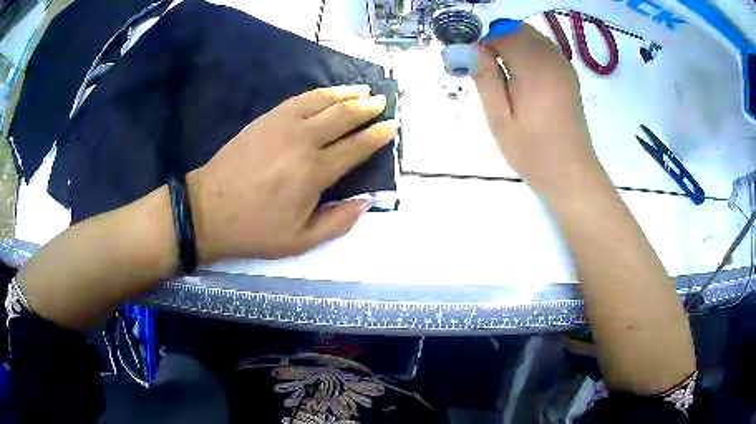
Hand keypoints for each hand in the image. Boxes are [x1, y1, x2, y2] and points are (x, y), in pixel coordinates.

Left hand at [187, 85, 398, 261]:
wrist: (208, 211)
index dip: (377, 135)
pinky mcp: (265, 119)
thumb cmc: (254, 229)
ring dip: (346, 93)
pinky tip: (328, 93)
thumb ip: (338, 222)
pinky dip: (319, 93)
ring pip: (322, 101)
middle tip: (382, 101)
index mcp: (313, 172)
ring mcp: (281, 124)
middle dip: (367, 107)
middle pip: (342, 116)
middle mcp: (302, 141)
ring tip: (362, 89)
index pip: (355, 147)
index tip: (392, 125)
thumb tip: (366, 201)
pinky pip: (299, 99)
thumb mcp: (300, 241)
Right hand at [472, 23, 607, 198]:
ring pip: (529, 35)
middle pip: (516, 29)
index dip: (480, 38)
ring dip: (509, 43)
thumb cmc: (533, 152)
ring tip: (496, 70)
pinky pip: (542, 48)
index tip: (468, 57)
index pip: (501, 31)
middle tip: (480, 64)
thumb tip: (468, 46)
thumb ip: (484, 77)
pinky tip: (518, 73)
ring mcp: (562, 65)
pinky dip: (525, 50)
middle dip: (493, 38)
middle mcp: (552, 58)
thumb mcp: (499, 118)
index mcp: (535, 67)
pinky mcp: (567, 74)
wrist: (571, 174)